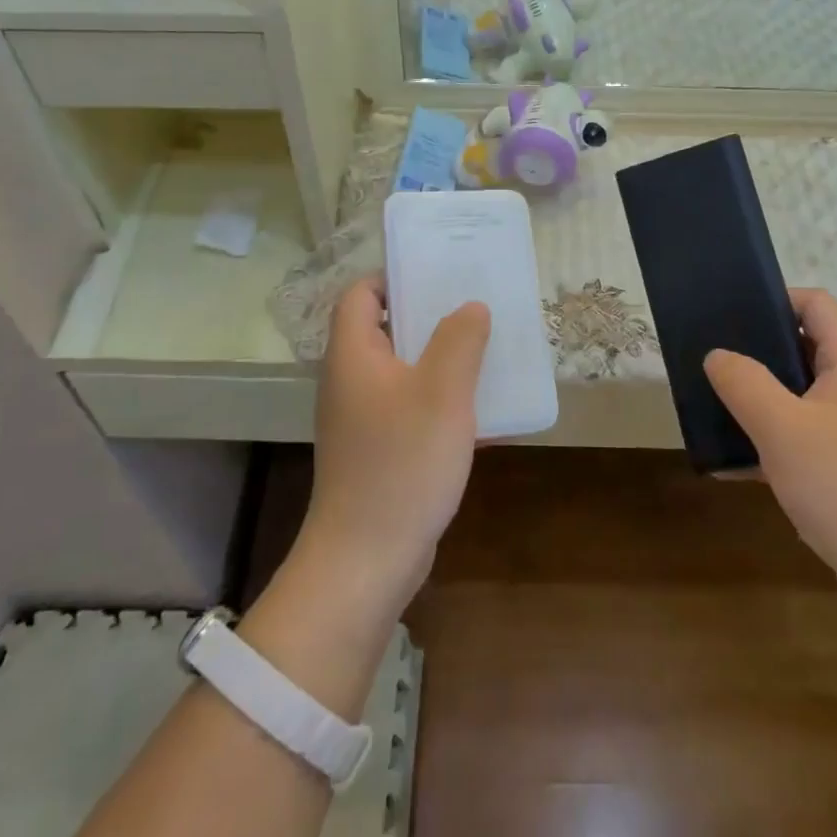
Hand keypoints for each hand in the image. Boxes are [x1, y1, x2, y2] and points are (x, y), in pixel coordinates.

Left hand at [300, 279, 491, 614]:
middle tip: (475, 307)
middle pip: (385, 328)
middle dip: (430, 316)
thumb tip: (470, 307)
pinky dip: (440, 400)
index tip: (439, 277)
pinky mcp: (377, 450)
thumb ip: (460, 340)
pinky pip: (410, 408)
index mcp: (353, 354)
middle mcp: (351, 379)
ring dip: (441, 359)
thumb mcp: (442, 392)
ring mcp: (362, 418)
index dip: (395, 277)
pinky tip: (481, 410)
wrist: (367, 560)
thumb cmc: (402, 463)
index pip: (361, 293)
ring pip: (403, 370)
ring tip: (486, 350)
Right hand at [704, 289, 836, 624]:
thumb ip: (744, 382)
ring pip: (799, 395)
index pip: (815, 303)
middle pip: (804, 346)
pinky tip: (733, 462)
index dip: (774, 299)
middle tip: (712, 362)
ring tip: (715, 406)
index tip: (729, 316)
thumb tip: (717, 355)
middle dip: (756, 351)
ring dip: (759, 398)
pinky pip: (804, 436)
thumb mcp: (782, 428)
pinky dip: (771, 439)